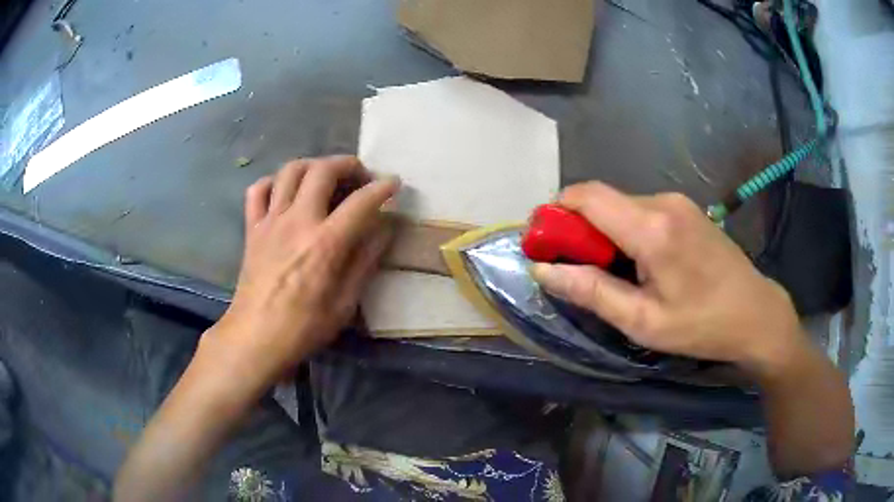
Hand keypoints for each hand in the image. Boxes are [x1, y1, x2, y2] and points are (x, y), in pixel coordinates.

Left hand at [212, 156, 399, 381]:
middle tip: (360, 177)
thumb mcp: (345, 303)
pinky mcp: (252, 228)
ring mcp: (270, 221)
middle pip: (323, 170)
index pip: (361, 201)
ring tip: (325, 178)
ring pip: (290, 170)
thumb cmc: (304, 327)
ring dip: (313, 166)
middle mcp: (297, 221)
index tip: (394, 184)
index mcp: (325, 243)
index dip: (382, 188)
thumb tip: (383, 229)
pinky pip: (258, 190)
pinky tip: (285, 193)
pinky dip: (274, 182)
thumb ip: (365, 261)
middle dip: (348, 164)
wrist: (255, 337)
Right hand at [531, 182, 805, 373]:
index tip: (545, 242)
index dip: (556, 212)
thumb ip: (592, 292)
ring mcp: (678, 202)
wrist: (756, 313)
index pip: (586, 196)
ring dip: (604, 232)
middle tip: (578, 270)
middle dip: (579, 229)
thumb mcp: (643, 321)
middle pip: (602, 200)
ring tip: (614, 274)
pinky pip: (642, 211)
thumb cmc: (701, 325)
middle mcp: (662, 202)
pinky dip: (626, 231)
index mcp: (651, 228)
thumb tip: (544, 270)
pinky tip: (641, 263)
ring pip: (621, 206)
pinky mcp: (687, 208)